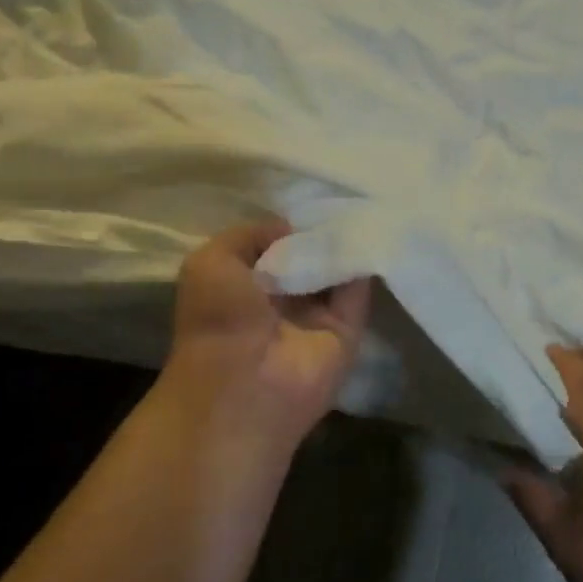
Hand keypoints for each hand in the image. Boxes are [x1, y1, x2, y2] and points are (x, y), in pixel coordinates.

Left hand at [167, 221, 371, 447]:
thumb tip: (292, 228)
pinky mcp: (347, 330)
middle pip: (309, 256)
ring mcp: (315, 317)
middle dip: (322, 230)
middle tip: (342, 200)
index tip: (310, 199)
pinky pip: (359, 290)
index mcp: (245, 286)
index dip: (289, 224)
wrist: (246, 382)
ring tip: (361, 208)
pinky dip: (366, 263)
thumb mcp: (211, 261)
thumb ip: (249, 234)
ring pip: (337, 271)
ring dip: (347, 243)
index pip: (274, 247)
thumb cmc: (219, 319)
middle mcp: (281, 300)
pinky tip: (371, 232)